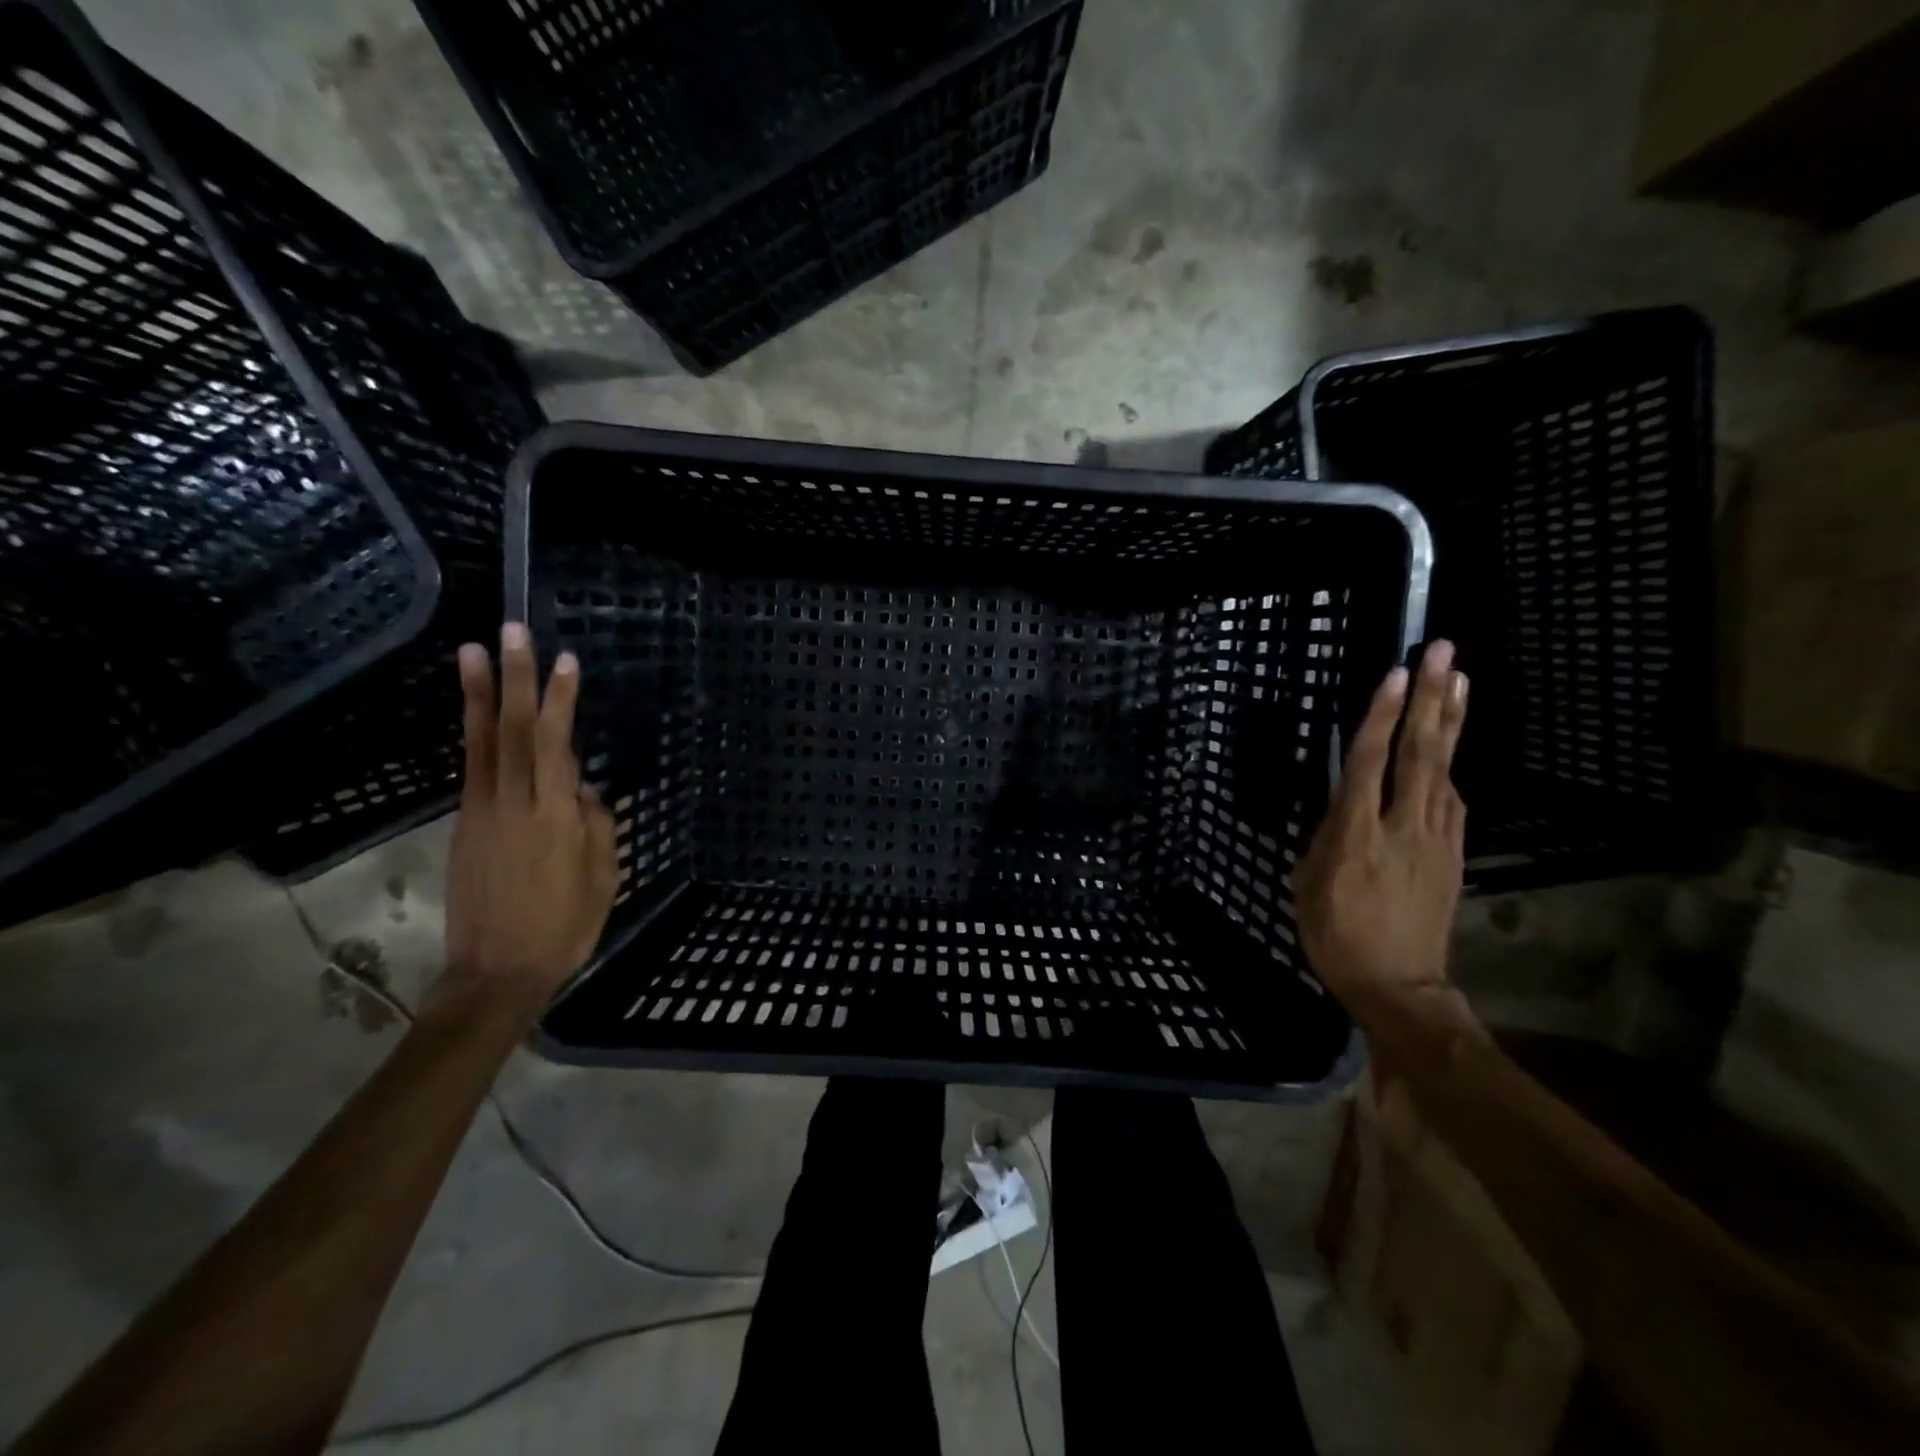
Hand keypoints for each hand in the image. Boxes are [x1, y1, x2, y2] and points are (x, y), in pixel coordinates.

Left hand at [439, 623, 618, 1015]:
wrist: (497, 972)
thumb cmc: (565, 927)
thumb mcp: (602, 878)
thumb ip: (595, 825)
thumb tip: (582, 788)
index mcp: (553, 817)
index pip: (554, 743)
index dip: (559, 700)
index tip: (566, 661)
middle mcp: (512, 804)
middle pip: (511, 730)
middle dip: (515, 678)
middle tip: (513, 632)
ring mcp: (481, 813)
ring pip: (480, 742)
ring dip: (478, 694)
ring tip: (473, 652)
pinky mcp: (465, 826)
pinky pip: (472, 768)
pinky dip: (473, 733)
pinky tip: (477, 712)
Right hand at [1295, 640, 1480, 1063]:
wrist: (1398, 985)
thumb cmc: (1335, 934)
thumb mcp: (1308, 882)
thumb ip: (1326, 836)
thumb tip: (1342, 808)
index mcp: (1357, 833)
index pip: (1370, 762)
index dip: (1382, 716)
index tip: (1395, 675)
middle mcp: (1403, 825)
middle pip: (1421, 752)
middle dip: (1431, 699)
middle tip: (1443, 653)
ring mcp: (1436, 838)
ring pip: (1444, 769)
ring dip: (1449, 722)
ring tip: (1458, 681)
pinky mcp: (1453, 853)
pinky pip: (1452, 799)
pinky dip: (1450, 765)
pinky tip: (1450, 745)